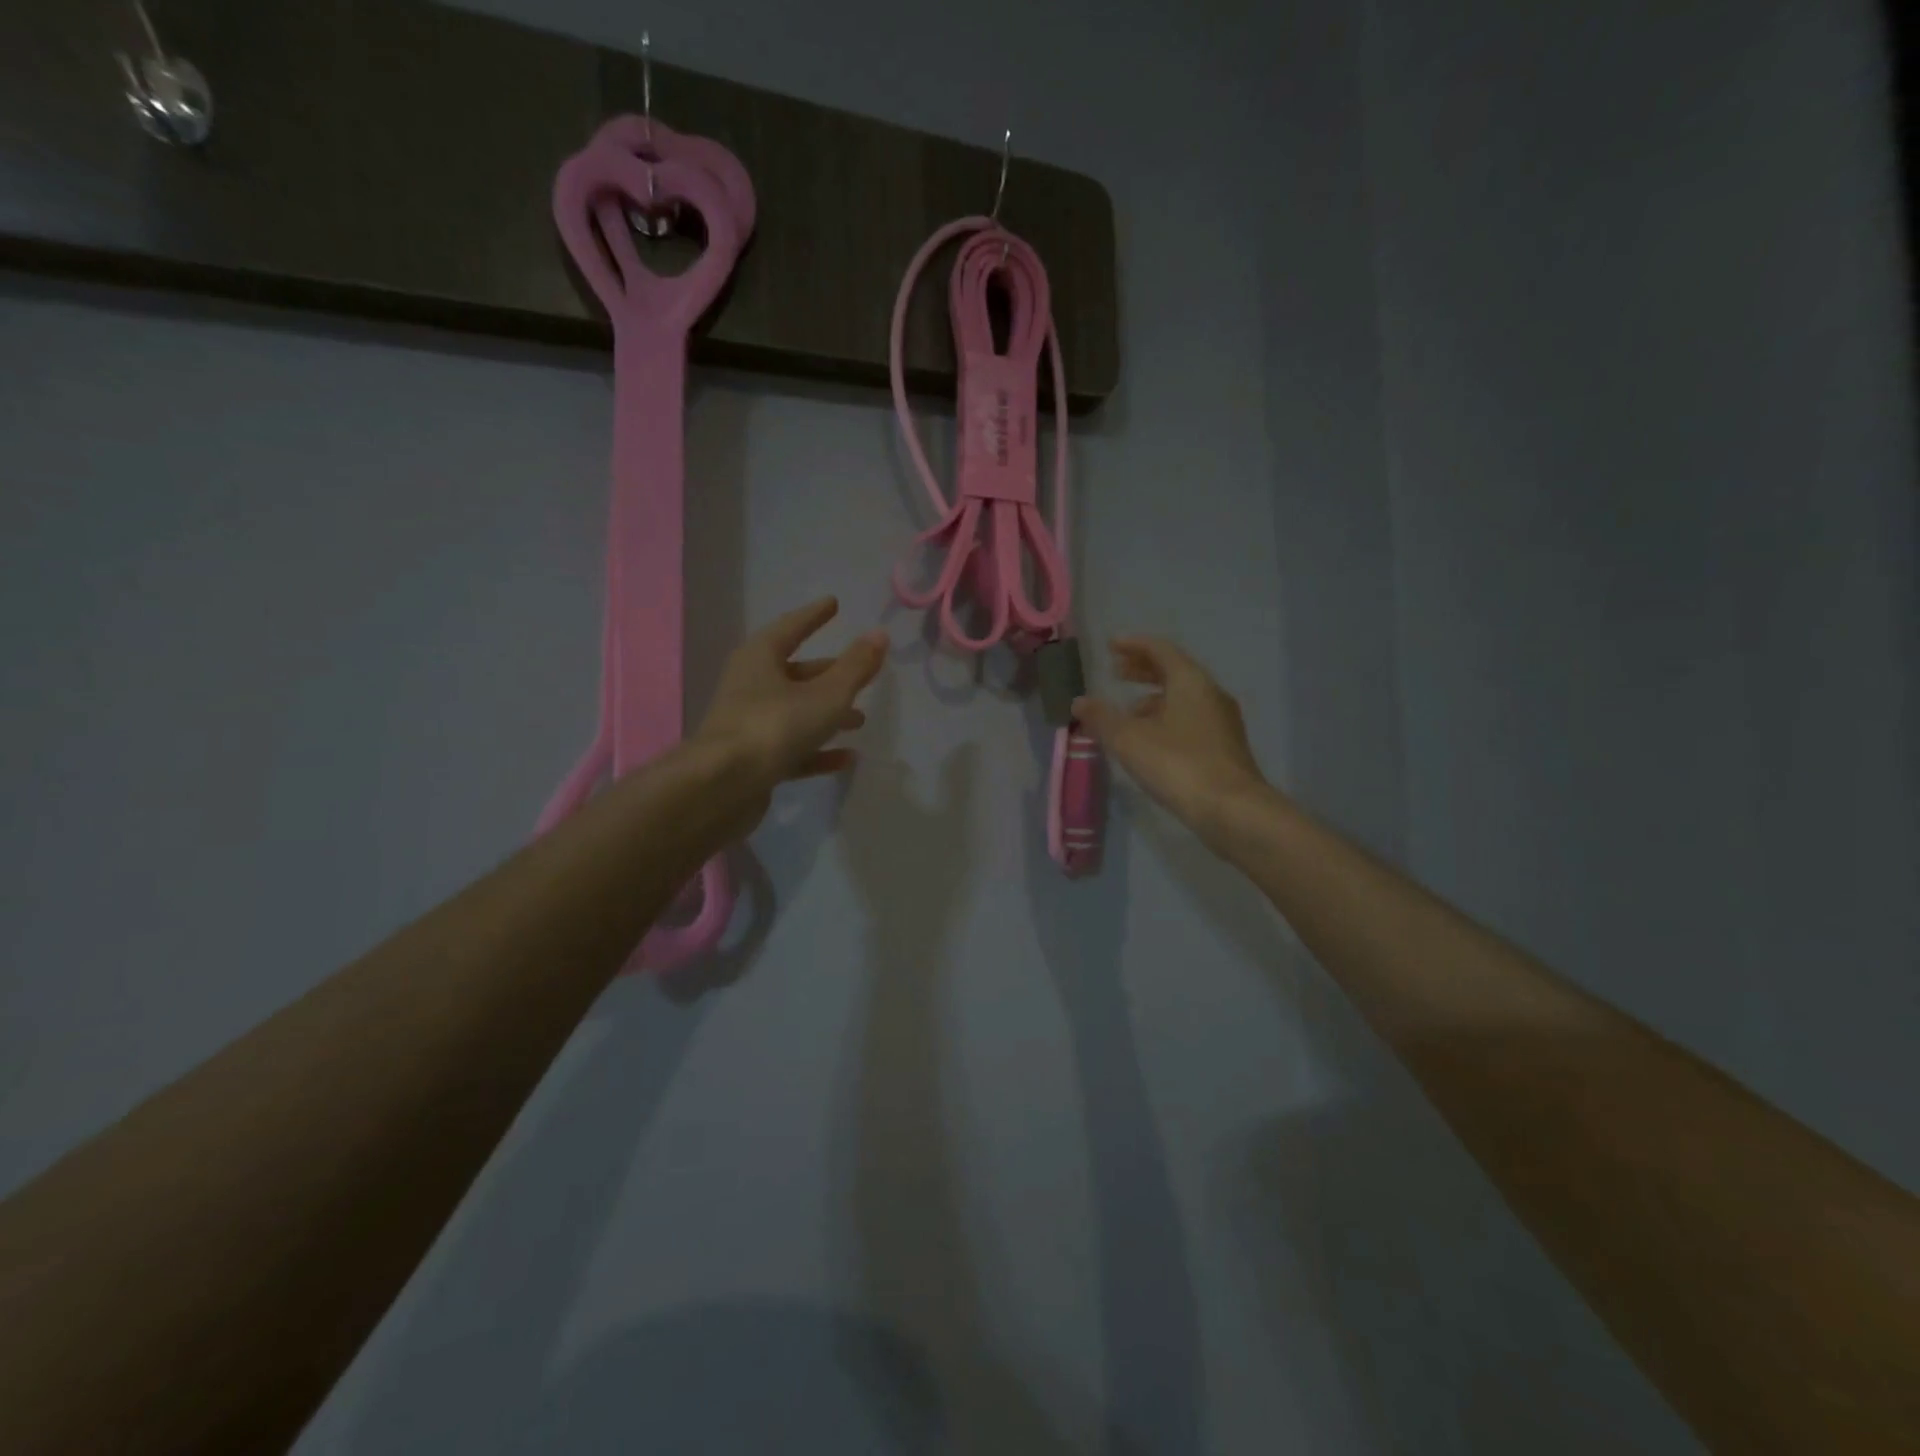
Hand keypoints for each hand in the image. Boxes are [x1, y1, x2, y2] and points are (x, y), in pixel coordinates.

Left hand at [689, 596, 887, 832]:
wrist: (721, 787)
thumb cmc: (775, 726)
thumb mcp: (826, 695)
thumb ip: (855, 668)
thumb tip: (879, 634)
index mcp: (760, 658)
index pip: (792, 627)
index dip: (815, 616)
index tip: (834, 604)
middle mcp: (750, 685)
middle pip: (795, 672)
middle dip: (829, 673)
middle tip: (860, 674)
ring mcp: (749, 724)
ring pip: (795, 712)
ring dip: (827, 714)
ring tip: (860, 721)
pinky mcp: (752, 760)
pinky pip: (791, 748)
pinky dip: (817, 750)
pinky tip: (846, 759)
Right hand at [1074, 636, 1271, 843]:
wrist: (1232, 810)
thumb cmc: (1178, 765)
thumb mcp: (1129, 739)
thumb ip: (1101, 717)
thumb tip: (1079, 702)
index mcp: (1190, 681)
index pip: (1160, 650)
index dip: (1133, 645)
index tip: (1111, 646)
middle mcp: (1210, 694)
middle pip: (1174, 671)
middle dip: (1143, 670)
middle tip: (1116, 672)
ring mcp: (1222, 721)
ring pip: (1183, 698)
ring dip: (1154, 698)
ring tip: (1127, 712)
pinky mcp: (1225, 747)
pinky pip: (1191, 719)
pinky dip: (1167, 718)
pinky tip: (1151, 741)